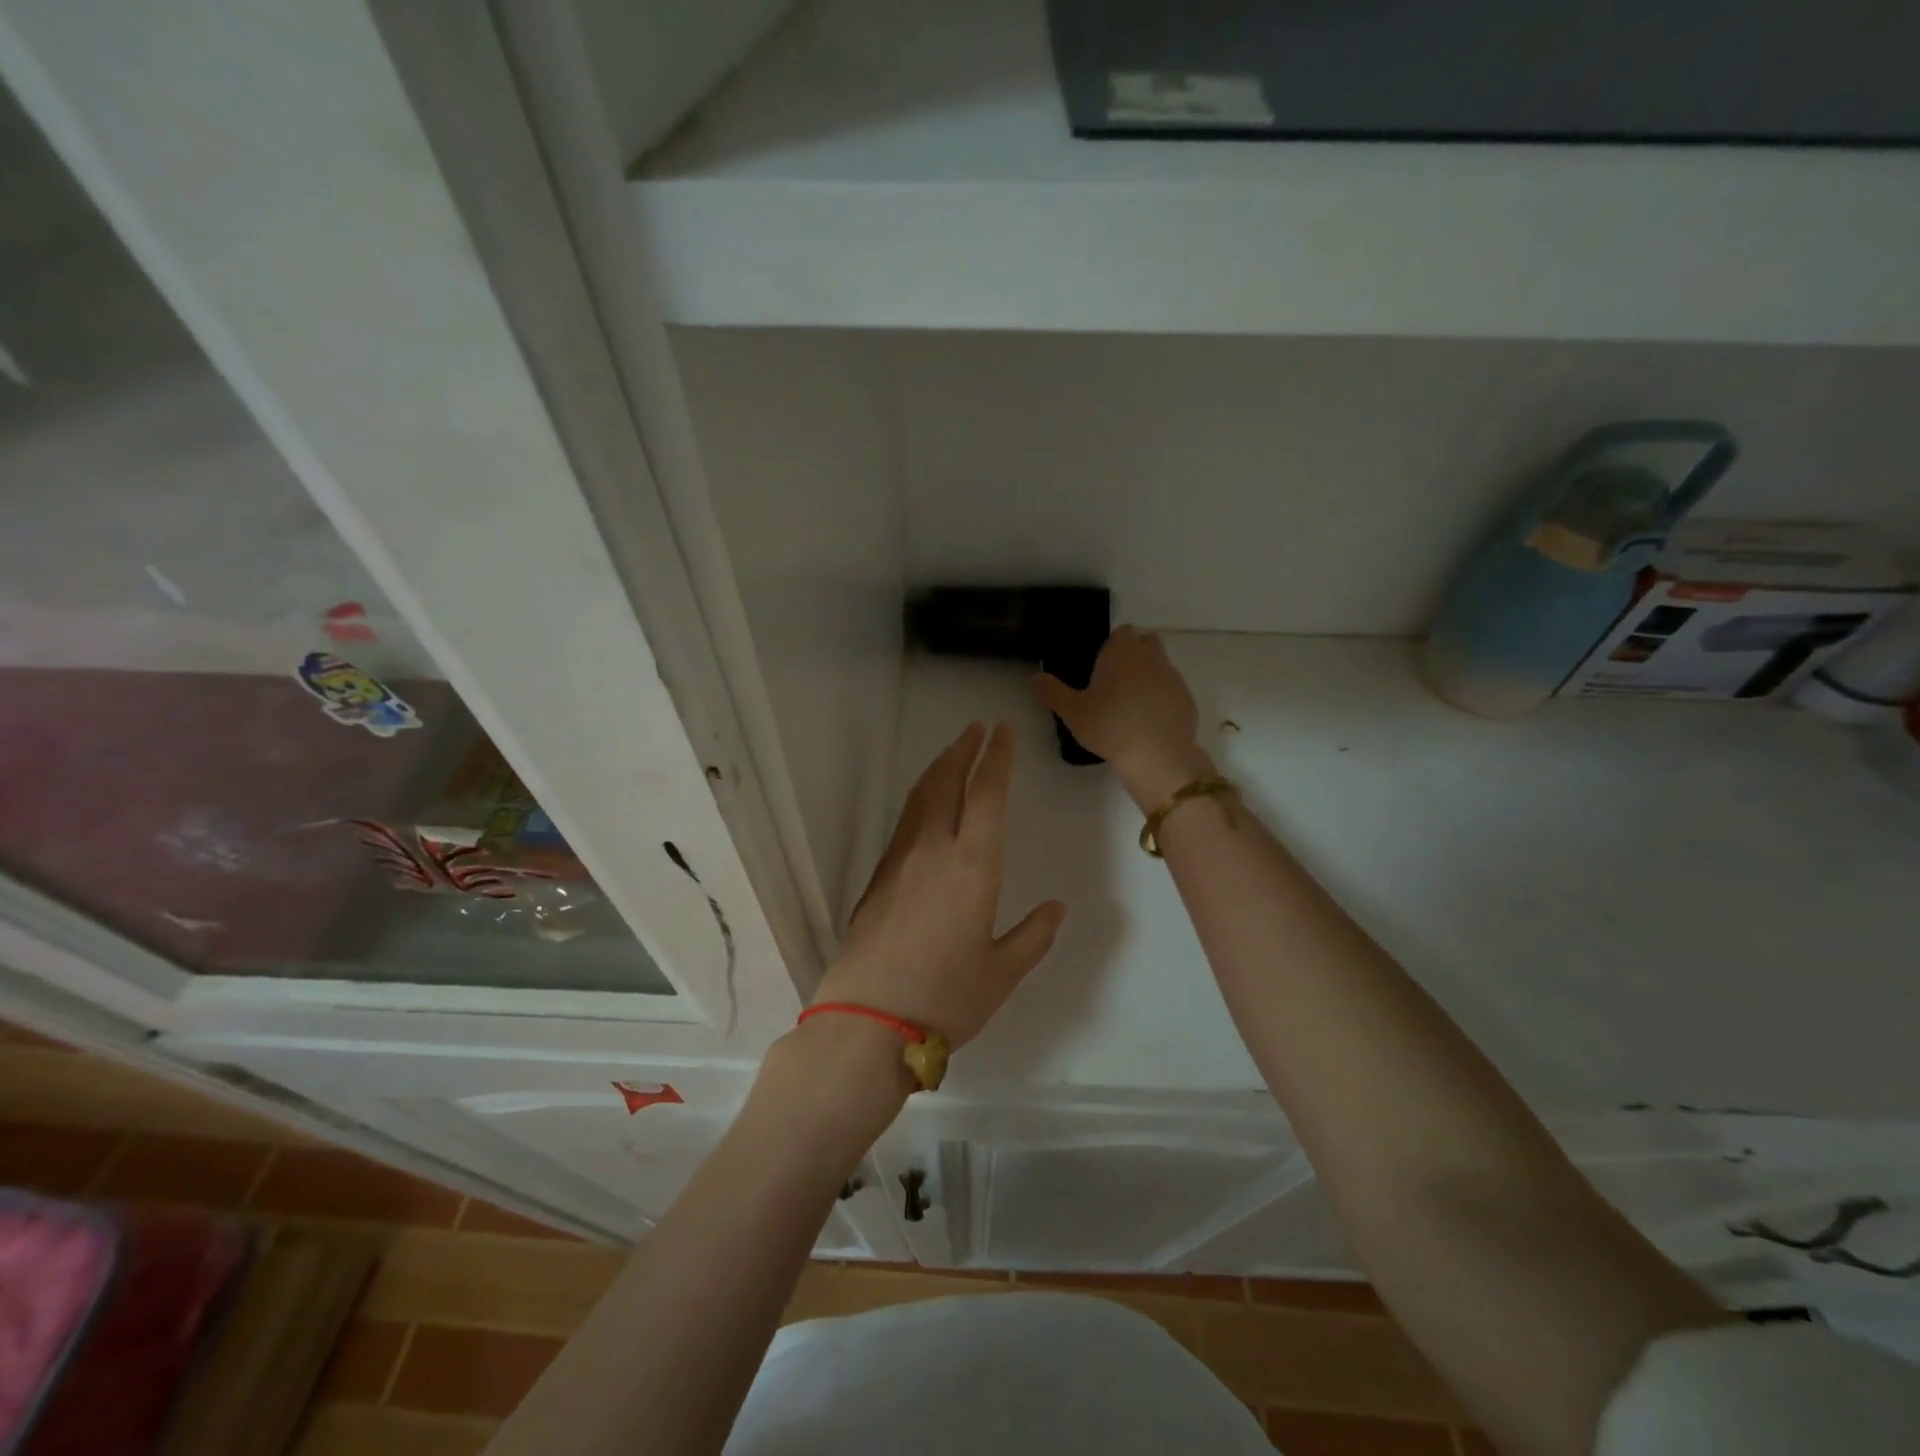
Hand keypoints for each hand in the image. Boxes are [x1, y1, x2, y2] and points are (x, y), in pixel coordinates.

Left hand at [810, 722, 1066, 1047]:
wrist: (866, 1023)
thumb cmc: (945, 998)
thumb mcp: (1001, 973)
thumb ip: (1033, 936)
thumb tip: (1057, 908)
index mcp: (972, 866)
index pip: (987, 795)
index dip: (997, 758)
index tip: (1003, 730)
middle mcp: (933, 851)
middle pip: (947, 783)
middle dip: (963, 750)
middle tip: (976, 729)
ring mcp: (899, 862)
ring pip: (920, 798)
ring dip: (938, 769)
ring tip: (952, 754)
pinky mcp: (877, 879)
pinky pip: (904, 823)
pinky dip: (920, 799)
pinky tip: (924, 807)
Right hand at [1034, 625, 1215, 809]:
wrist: (1158, 756)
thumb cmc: (1110, 726)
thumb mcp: (1072, 712)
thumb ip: (1052, 692)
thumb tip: (1035, 677)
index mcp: (1122, 651)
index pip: (1122, 632)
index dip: (1112, 646)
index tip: (1101, 666)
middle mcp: (1151, 656)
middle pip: (1144, 643)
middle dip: (1133, 656)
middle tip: (1114, 683)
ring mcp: (1173, 677)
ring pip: (1159, 666)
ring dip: (1148, 677)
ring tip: (1129, 706)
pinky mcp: (1186, 699)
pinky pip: (1171, 691)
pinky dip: (1161, 699)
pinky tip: (1148, 722)